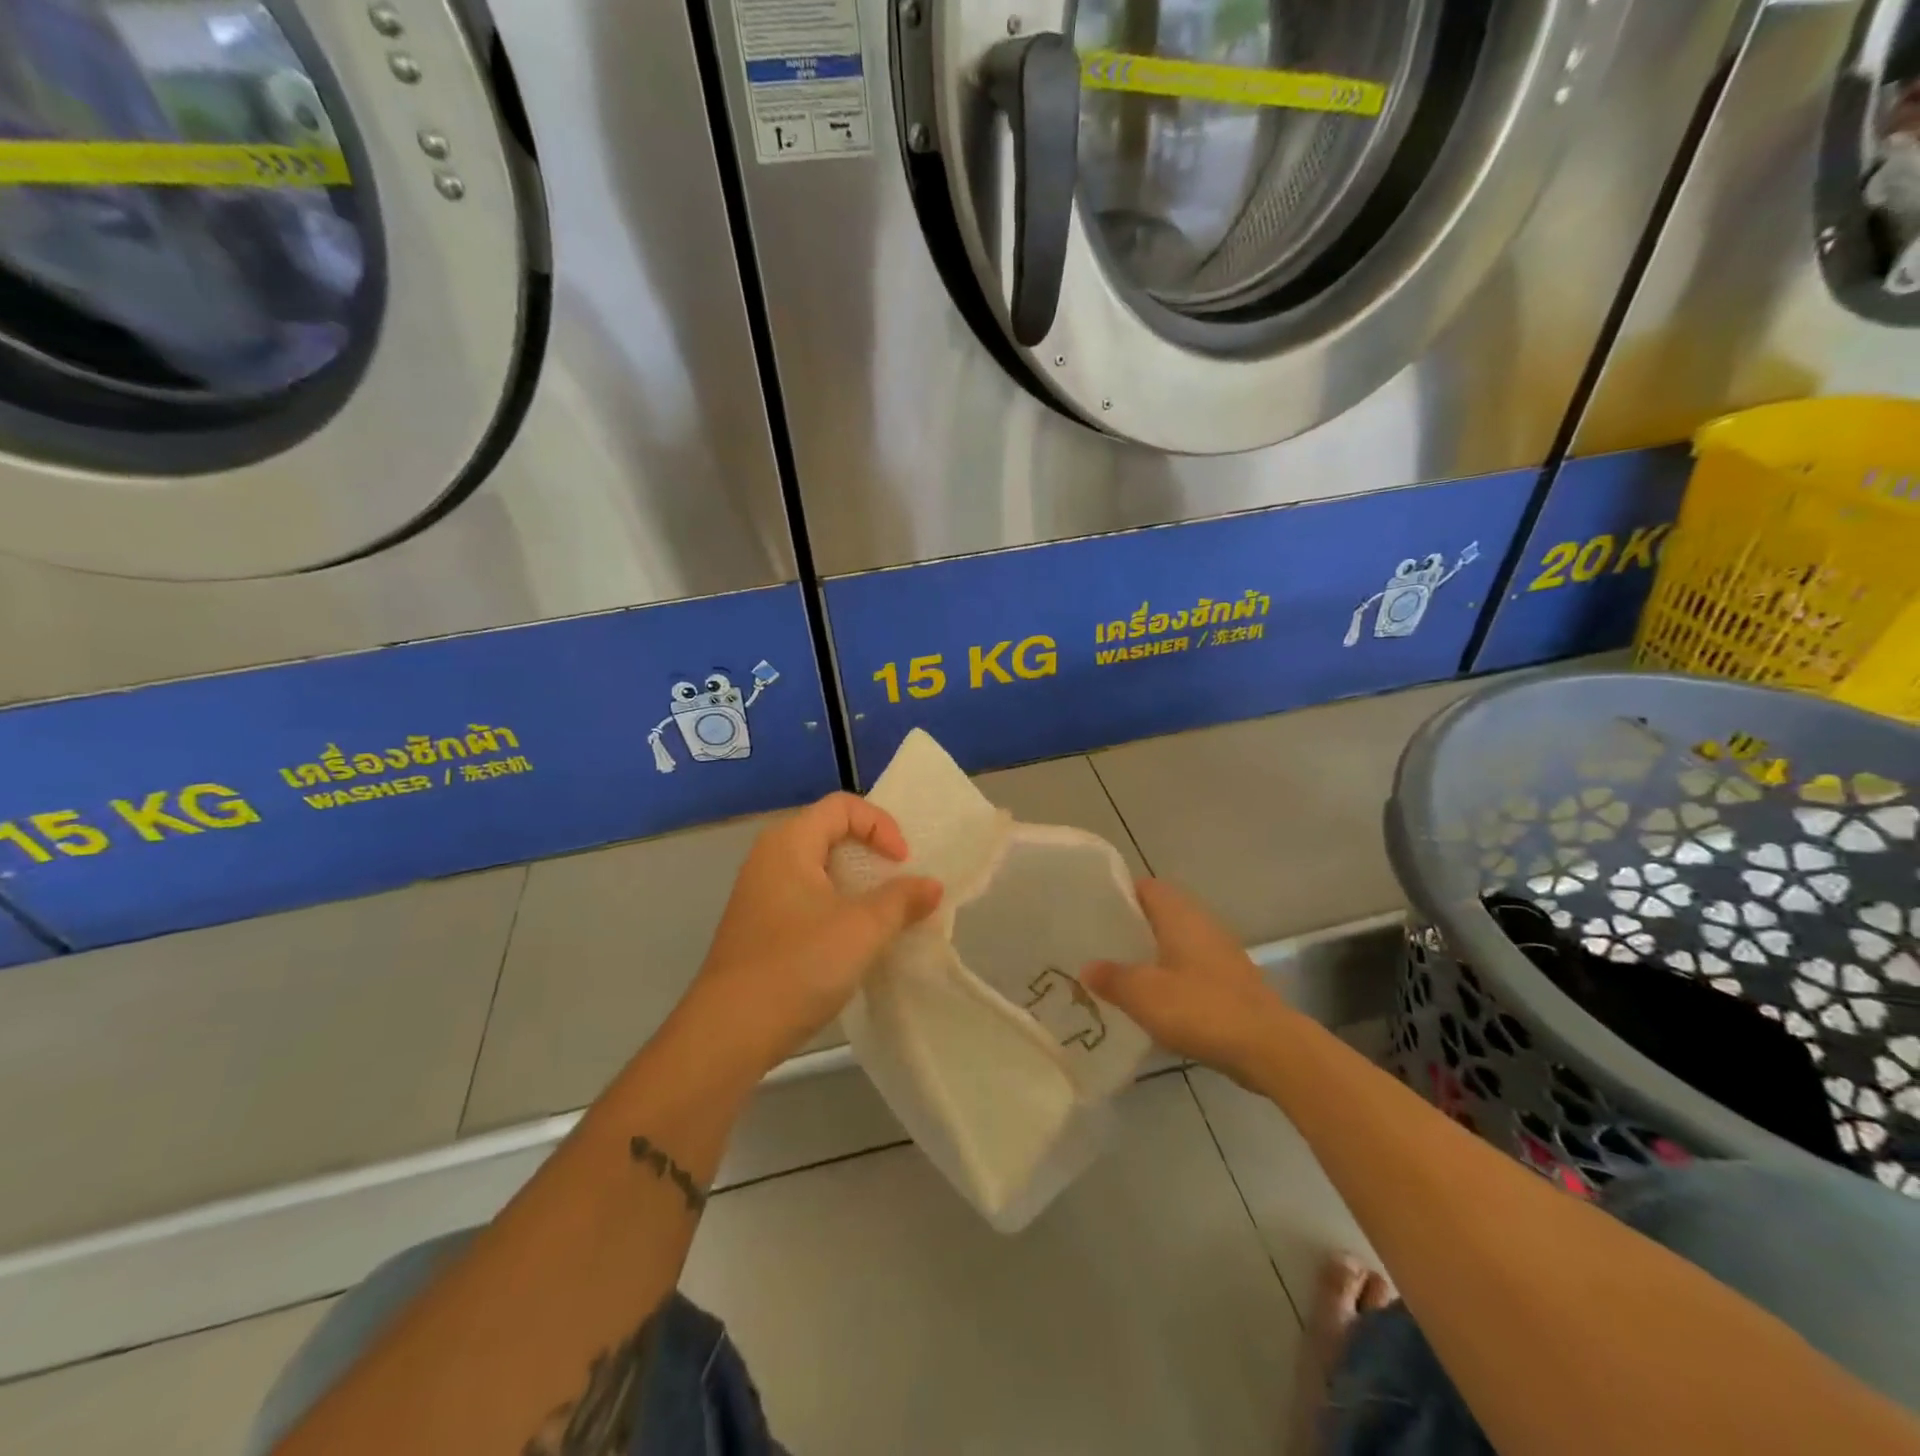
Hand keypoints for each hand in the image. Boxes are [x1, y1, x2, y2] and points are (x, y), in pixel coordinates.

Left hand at [680, 793, 941, 1073]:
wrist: (729, 1033)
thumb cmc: (799, 965)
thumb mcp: (863, 929)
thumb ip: (902, 900)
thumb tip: (931, 885)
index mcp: (789, 842)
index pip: (843, 806)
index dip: (881, 825)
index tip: (902, 863)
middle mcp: (770, 857)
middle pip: (830, 833)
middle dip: (872, 853)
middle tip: (900, 884)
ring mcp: (761, 893)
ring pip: (819, 870)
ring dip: (857, 885)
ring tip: (885, 914)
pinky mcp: (760, 926)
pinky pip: (807, 898)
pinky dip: (837, 907)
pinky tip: (854, 941)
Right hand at [1083, 879, 1293, 1084]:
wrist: (1269, 1047)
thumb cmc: (1201, 1008)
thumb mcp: (1144, 994)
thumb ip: (1112, 978)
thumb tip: (1087, 967)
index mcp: (1180, 915)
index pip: (1146, 887)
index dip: (1119, 894)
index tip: (1092, 911)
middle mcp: (1202, 924)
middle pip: (1161, 913)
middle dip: (1131, 927)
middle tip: (1098, 944)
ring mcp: (1220, 953)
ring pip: (1176, 942)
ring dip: (1151, 953)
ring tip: (1119, 972)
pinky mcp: (1231, 981)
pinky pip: (1191, 967)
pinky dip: (1171, 976)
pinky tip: (1154, 1000)